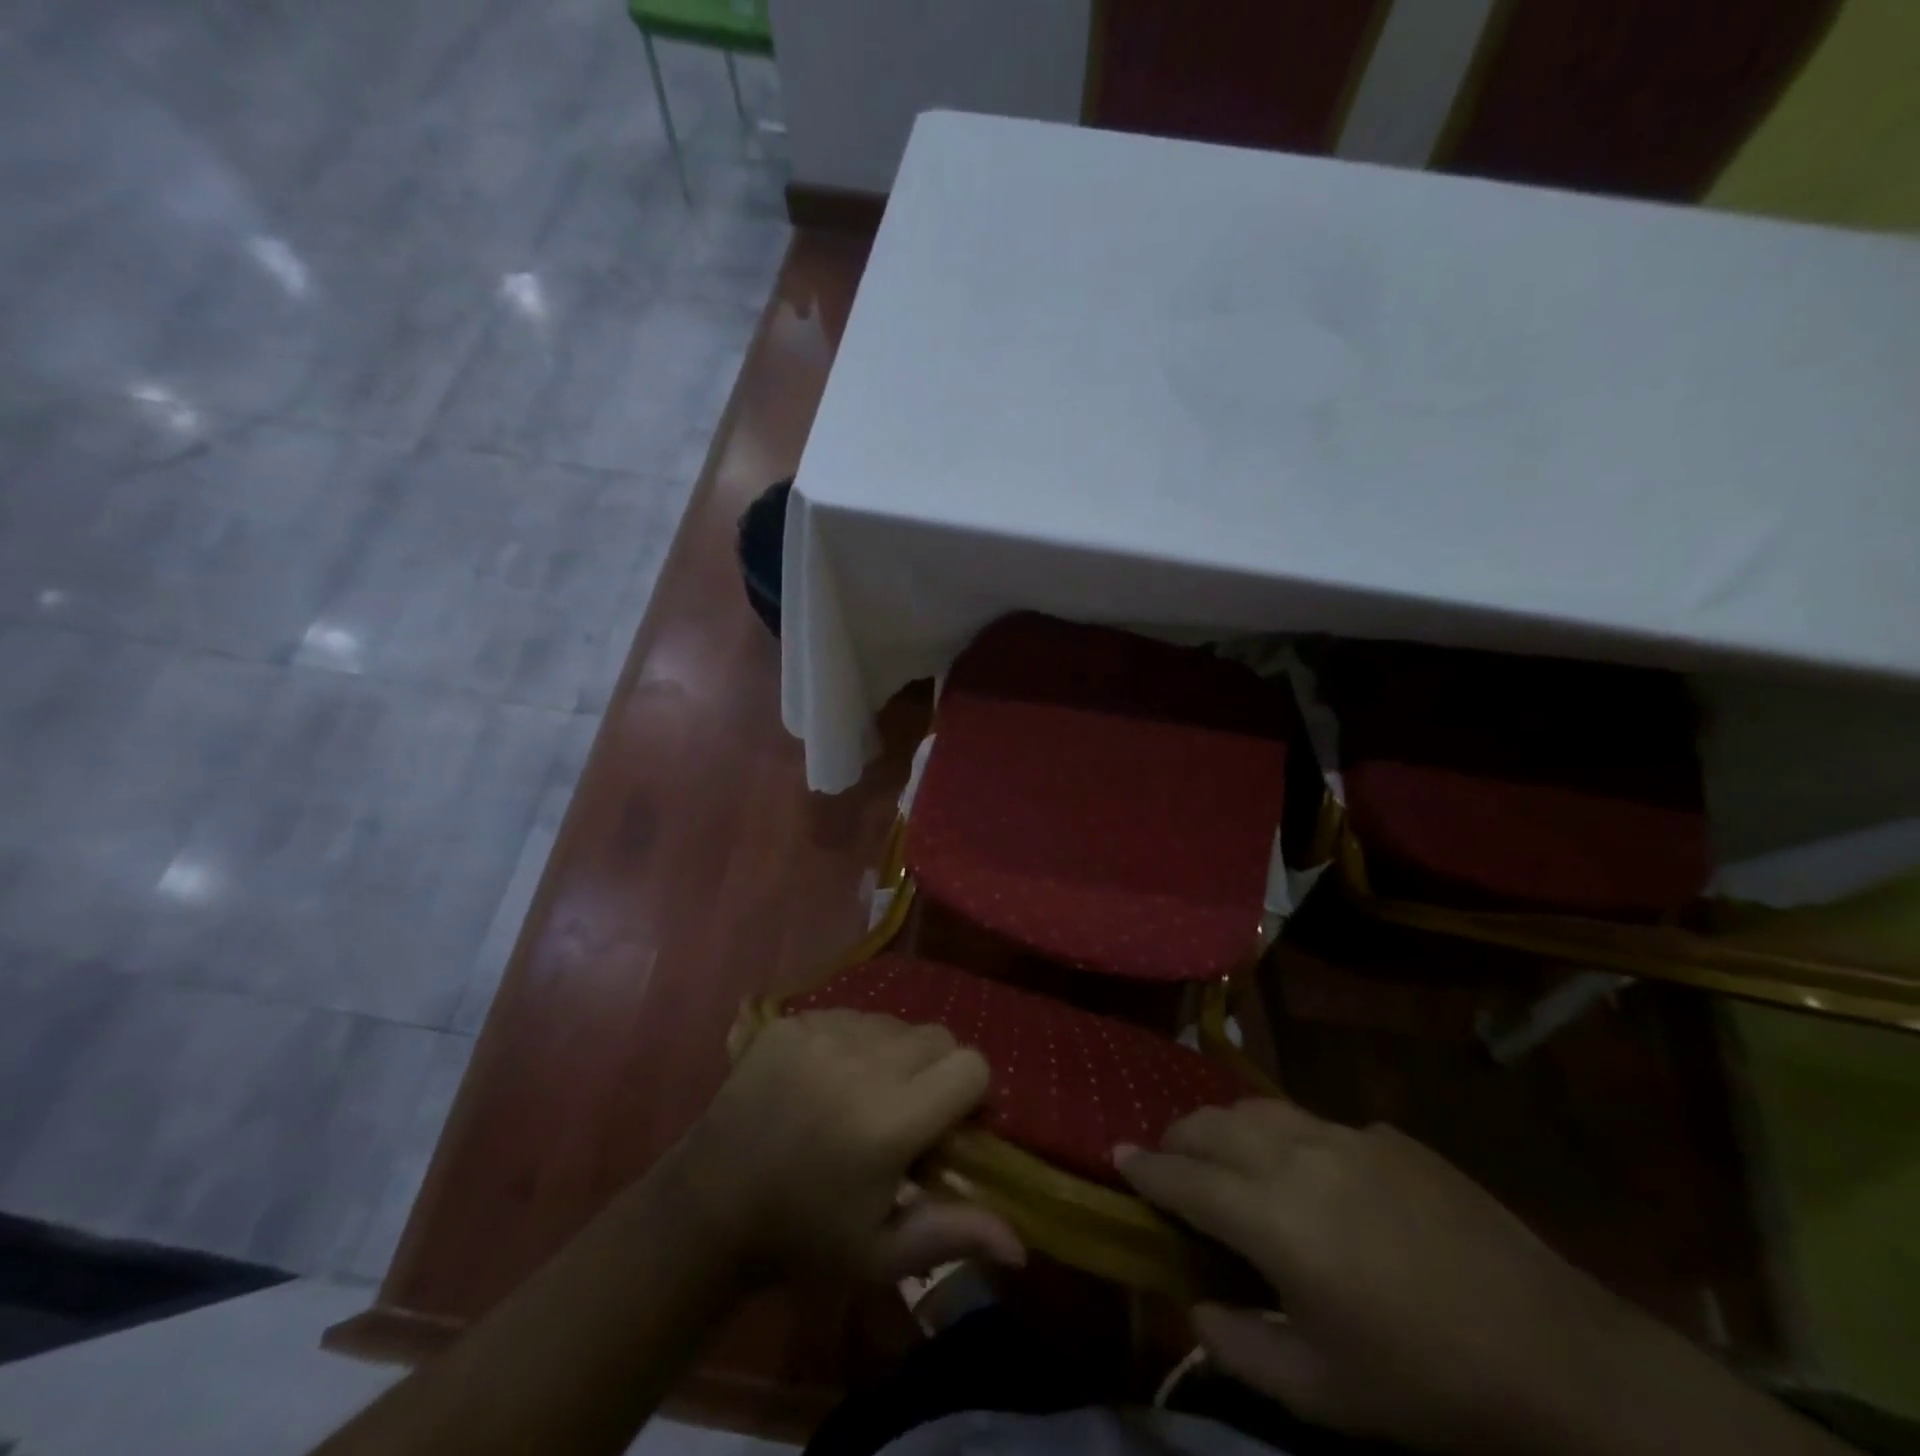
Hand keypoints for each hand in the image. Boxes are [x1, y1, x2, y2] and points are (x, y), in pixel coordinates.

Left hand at [672, 1011, 1023, 1286]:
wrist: (711, 1204)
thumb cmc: (804, 1236)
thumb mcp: (881, 1254)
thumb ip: (953, 1234)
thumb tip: (1023, 1246)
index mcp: (890, 1120)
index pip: (970, 1066)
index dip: (969, 1094)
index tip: (947, 1125)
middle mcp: (862, 1062)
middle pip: (936, 1037)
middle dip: (934, 1070)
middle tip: (904, 1111)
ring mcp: (823, 1033)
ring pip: (894, 1022)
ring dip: (892, 1053)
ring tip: (860, 1094)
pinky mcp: (793, 1021)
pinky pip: (850, 1014)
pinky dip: (852, 1042)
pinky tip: (825, 1079)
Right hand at [1117, 1101, 1655, 1455]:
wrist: (1557, 1353)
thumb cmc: (1426, 1383)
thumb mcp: (1322, 1393)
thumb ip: (1238, 1346)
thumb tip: (1194, 1304)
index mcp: (1275, 1217)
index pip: (1184, 1177)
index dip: (1144, 1166)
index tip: (1116, 1156)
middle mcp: (1298, 1156)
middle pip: (1212, 1123)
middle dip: (1178, 1137)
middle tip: (1169, 1162)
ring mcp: (1346, 1135)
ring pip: (1257, 1107)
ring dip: (1225, 1126)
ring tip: (1224, 1155)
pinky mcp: (1386, 1135)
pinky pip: (1314, 1122)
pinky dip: (1286, 1138)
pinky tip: (1311, 1177)